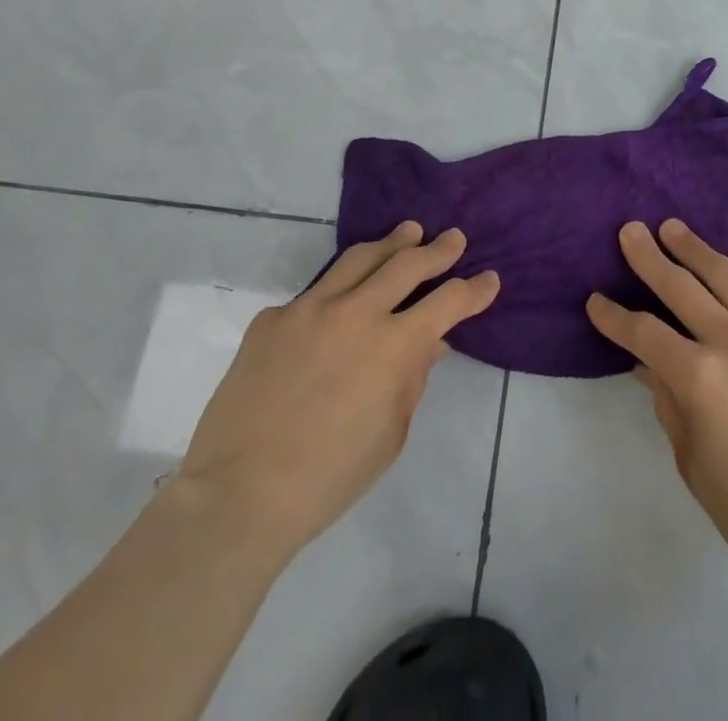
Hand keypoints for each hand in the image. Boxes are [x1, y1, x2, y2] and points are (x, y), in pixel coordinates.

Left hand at [179, 222, 498, 553]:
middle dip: (439, 249)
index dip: (475, 289)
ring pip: (360, 258)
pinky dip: (336, 291)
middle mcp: (357, 313)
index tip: (489, 279)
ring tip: (408, 233)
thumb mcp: (391, 434)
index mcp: (394, 346)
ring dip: (391, 243)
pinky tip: (337, 303)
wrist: (238, 495)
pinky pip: (313, 294)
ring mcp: (310, 308)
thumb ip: (413, 379)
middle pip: (408, 263)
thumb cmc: (329, 478)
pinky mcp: (273, 318)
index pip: (449, 301)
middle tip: (453, 239)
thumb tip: (429, 343)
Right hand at [586, 220, 727, 600]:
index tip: (595, 300)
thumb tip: (647, 362)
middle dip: (649, 257)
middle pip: (681, 287)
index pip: (644, 333)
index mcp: (700, 379)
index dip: (614, 317)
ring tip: (673, 227)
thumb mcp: (692, 461)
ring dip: (695, 249)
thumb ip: (668, 401)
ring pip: (726, 276)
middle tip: (630, 231)